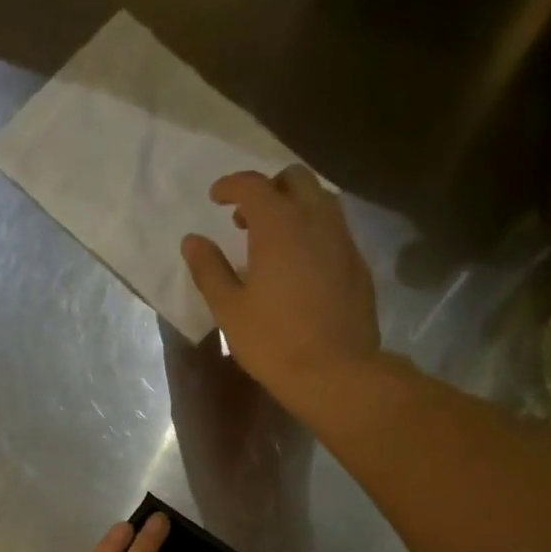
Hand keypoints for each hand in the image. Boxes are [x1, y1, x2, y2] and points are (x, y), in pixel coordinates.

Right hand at [181, 166, 384, 411]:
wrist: (336, 371)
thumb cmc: (273, 342)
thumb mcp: (230, 310)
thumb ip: (209, 270)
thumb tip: (192, 241)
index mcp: (279, 225)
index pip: (253, 185)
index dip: (231, 185)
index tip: (216, 197)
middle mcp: (316, 220)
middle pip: (295, 180)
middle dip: (268, 188)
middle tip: (246, 217)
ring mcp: (343, 240)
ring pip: (321, 201)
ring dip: (294, 207)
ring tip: (274, 239)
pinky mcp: (358, 264)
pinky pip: (335, 230)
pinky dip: (313, 231)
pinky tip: (301, 264)